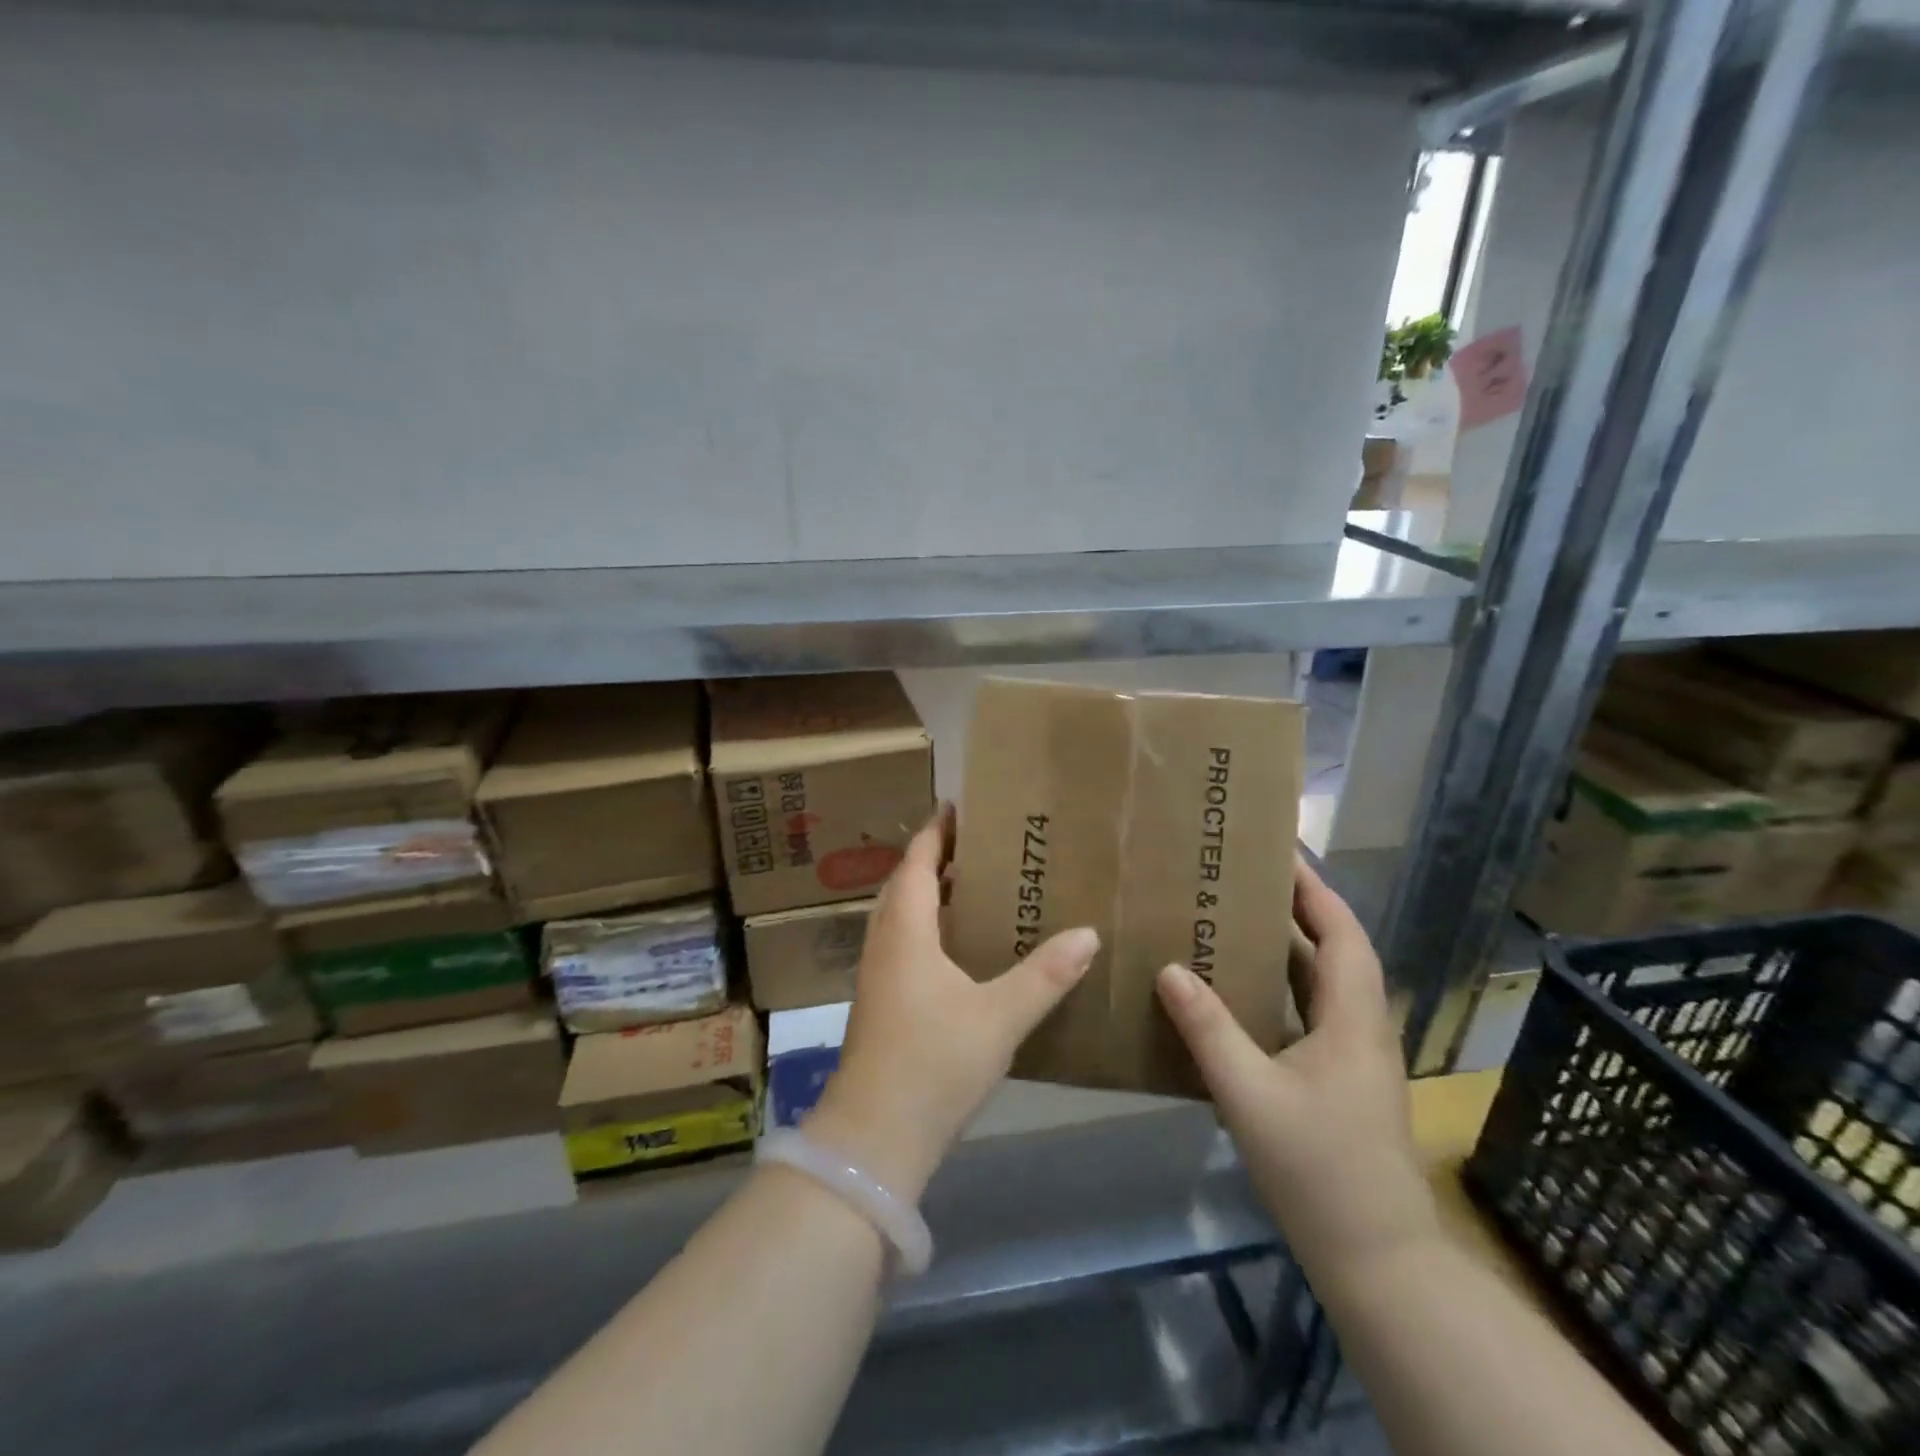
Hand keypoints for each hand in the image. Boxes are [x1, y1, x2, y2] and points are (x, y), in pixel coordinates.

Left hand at [805, 809, 1099, 1202]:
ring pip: (905, 918)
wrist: (874, 1138)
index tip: (958, 806)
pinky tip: (963, 951)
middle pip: (907, 885)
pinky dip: (932, 931)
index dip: (936, 832)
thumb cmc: (933, 1063)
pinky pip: (907, 946)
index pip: (918, 863)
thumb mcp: (999, 1016)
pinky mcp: (882, 1005)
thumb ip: (1045, 975)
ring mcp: (879, 977)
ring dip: (934, 896)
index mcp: (906, 931)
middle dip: (938, 860)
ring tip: (978, 888)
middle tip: (982, 845)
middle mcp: (886, 944)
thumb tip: (1088, 933)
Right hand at [1155, 855, 1439, 1286]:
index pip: (1341, 933)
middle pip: (1333, 950)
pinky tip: (1236, 994)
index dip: (1314, 889)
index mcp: (1352, 1019)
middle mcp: (1360, 1028)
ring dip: (1285, 948)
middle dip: (1295, 909)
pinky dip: (1277, 989)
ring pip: (1320, 984)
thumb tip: (1170, 969)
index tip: (1279, 852)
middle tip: (1242, 878)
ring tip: (1232, 921)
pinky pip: (1307, 1014)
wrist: (1377, 1260)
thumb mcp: (1250, 1095)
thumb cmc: (1319, 1169)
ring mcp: (1351, 1057)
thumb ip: (1209, 1029)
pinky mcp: (1338, 1081)